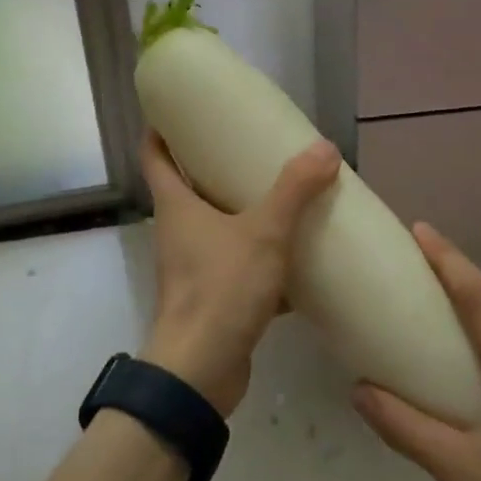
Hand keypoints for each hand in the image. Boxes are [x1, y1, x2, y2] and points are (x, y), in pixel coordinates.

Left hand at [139, 131, 339, 414]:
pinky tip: (296, 255)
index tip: (181, 108)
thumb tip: (325, 147)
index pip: (155, 154)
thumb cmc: (220, 289)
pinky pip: (238, 264)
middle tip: (250, 144)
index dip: (162, 128)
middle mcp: (178, 231)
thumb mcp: (263, 233)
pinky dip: (262, 257)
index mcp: (176, 205)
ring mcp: (193, 266)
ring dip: (242, 211)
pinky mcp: (213, 296)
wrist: (200, 372)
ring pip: (217, 227)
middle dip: (214, 165)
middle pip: (188, 187)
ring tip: (280, 193)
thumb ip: (294, 190)